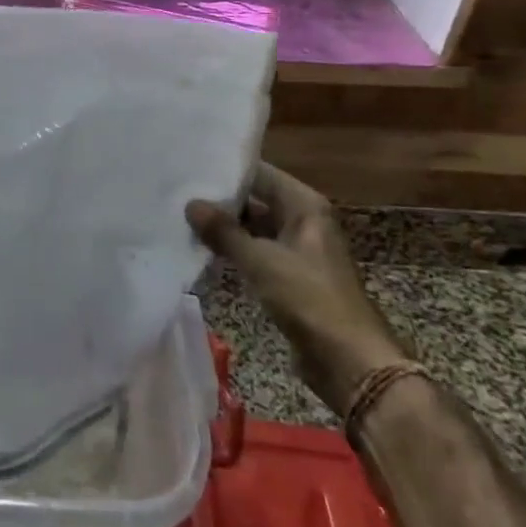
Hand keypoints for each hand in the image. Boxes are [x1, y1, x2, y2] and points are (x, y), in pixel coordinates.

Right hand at [187, 162, 406, 412]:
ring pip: (253, 228)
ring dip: (223, 227)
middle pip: (256, 199)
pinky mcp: (289, 276)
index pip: (260, 173)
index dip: (227, 170)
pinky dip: (232, 250)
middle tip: (177, 192)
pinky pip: (255, 252)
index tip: (190, 166)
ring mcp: (296, 249)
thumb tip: (191, 203)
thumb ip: (224, 231)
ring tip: (180, 217)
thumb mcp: (260, 261)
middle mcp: (303, 221)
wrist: (348, 360)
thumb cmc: (308, 298)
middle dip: (220, 199)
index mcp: (304, 206)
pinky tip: (200, 249)